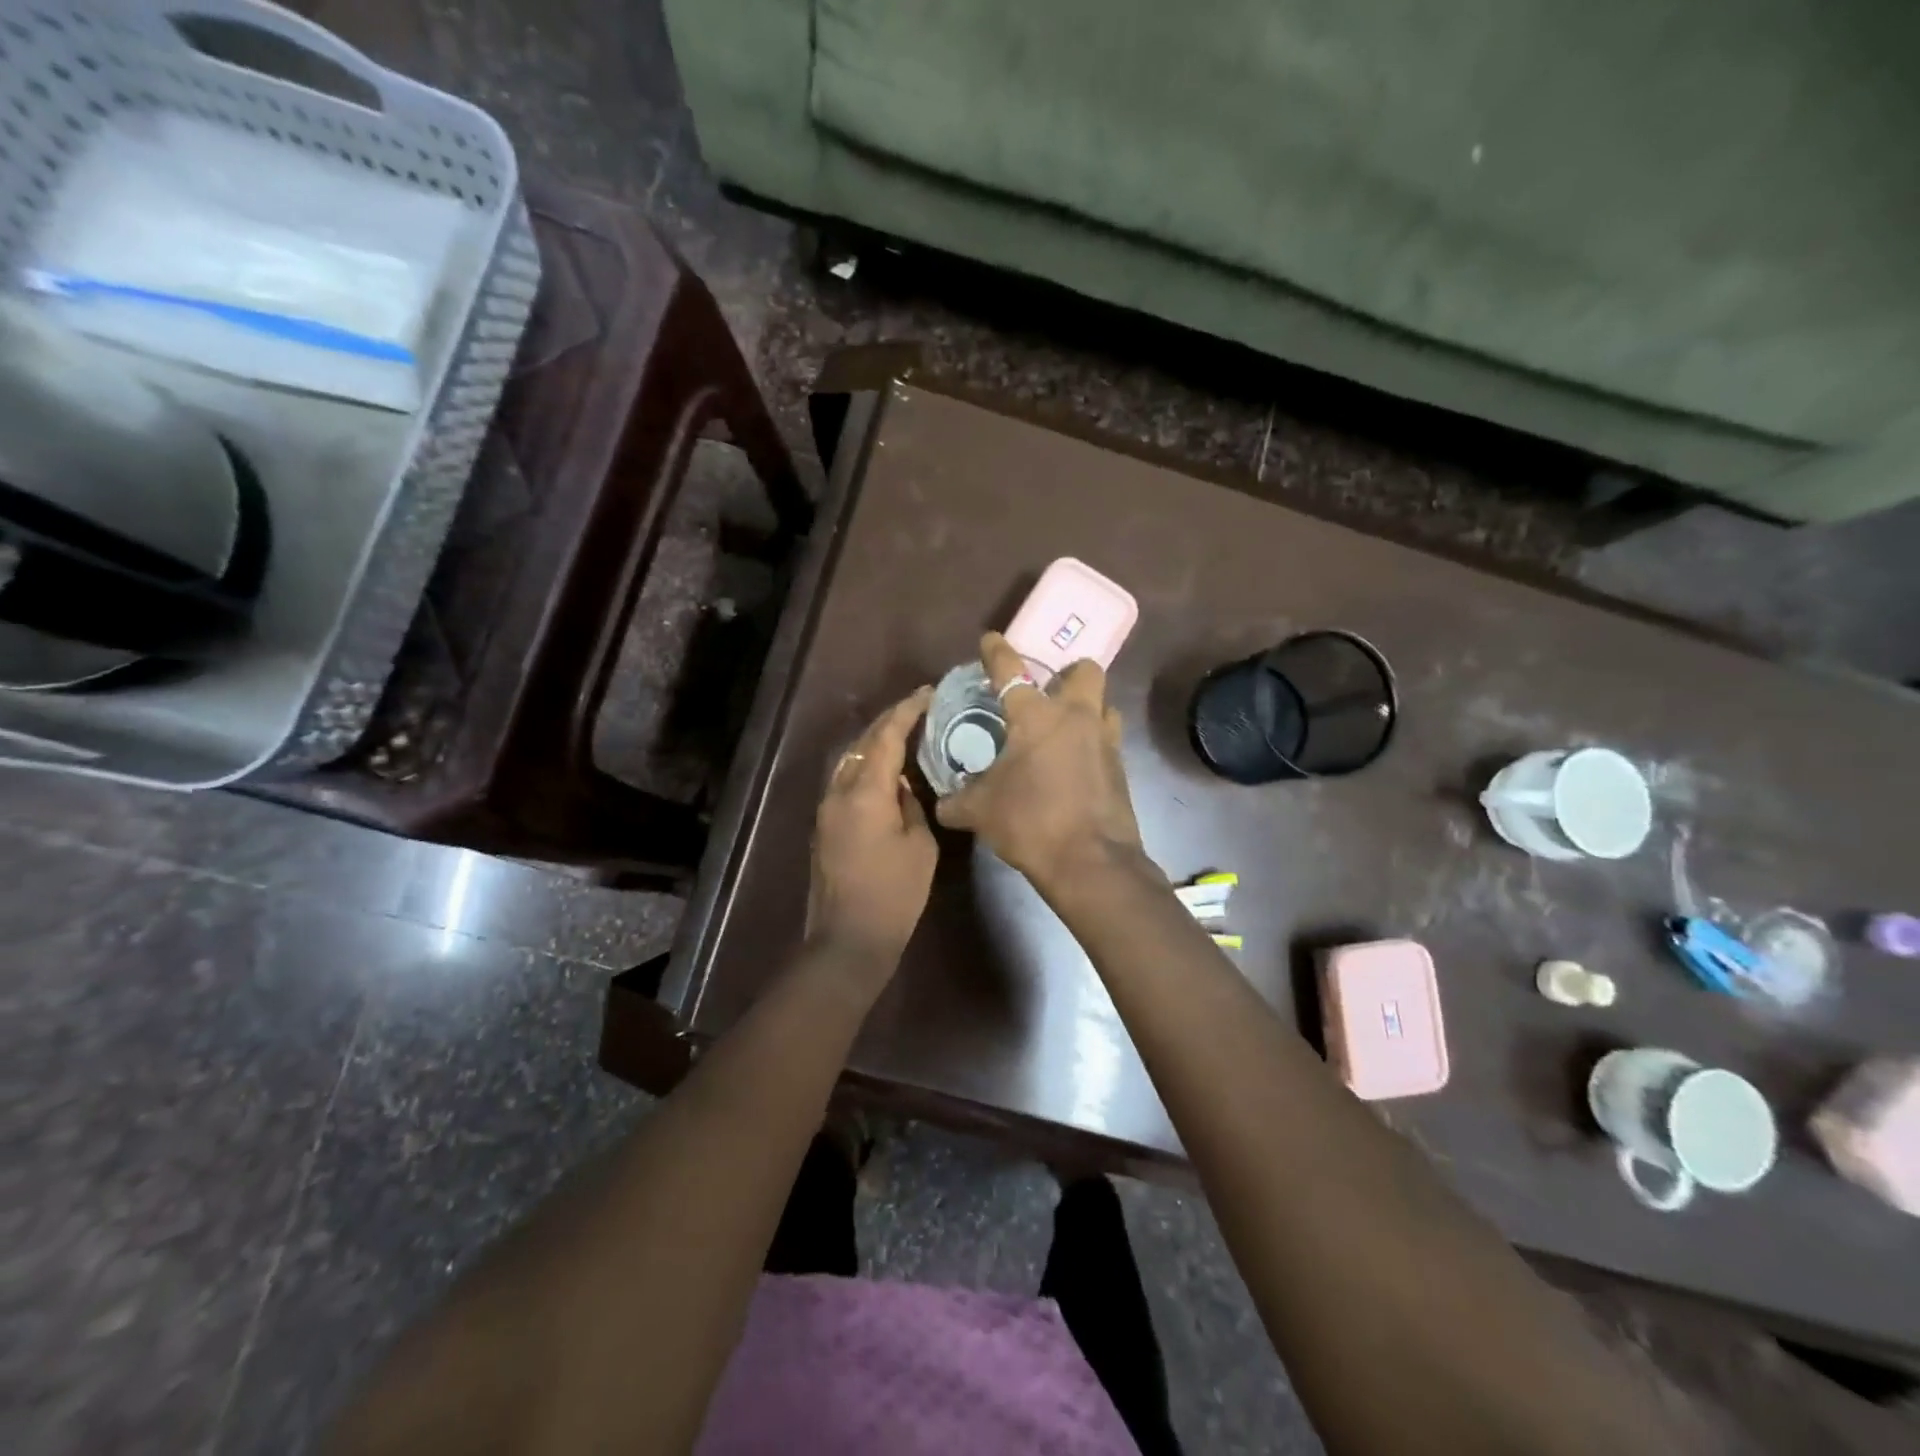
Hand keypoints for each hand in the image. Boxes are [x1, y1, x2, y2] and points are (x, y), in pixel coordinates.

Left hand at [807, 688, 938, 971]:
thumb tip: (904, 785)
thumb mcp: (920, 846)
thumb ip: (912, 805)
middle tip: (921, 708)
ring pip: (852, 759)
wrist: (848, 939)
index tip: (928, 693)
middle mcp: (839, 790)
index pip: (886, 736)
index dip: (907, 710)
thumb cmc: (894, 895)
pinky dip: (868, 765)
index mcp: (865, 792)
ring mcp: (827, 807)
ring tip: (907, 732)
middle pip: (864, 742)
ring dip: (877, 742)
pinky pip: (847, 779)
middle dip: (891, 720)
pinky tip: (889, 768)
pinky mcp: (825, 823)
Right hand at [935, 633, 1143, 894]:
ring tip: (1066, 729)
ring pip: (1104, 705)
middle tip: (1049, 690)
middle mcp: (1076, 718)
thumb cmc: (1030, 822)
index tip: (990, 640)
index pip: (1010, 670)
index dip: (996, 652)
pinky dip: (1093, 745)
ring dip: (1087, 709)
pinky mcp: (1121, 769)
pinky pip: (1108, 742)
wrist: (1090, 861)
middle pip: (1084, 671)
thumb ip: (957, 801)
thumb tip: (941, 803)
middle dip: (1069, 673)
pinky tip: (1075, 766)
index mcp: (1036, 716)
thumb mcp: (980, 811)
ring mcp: (1105, 741)